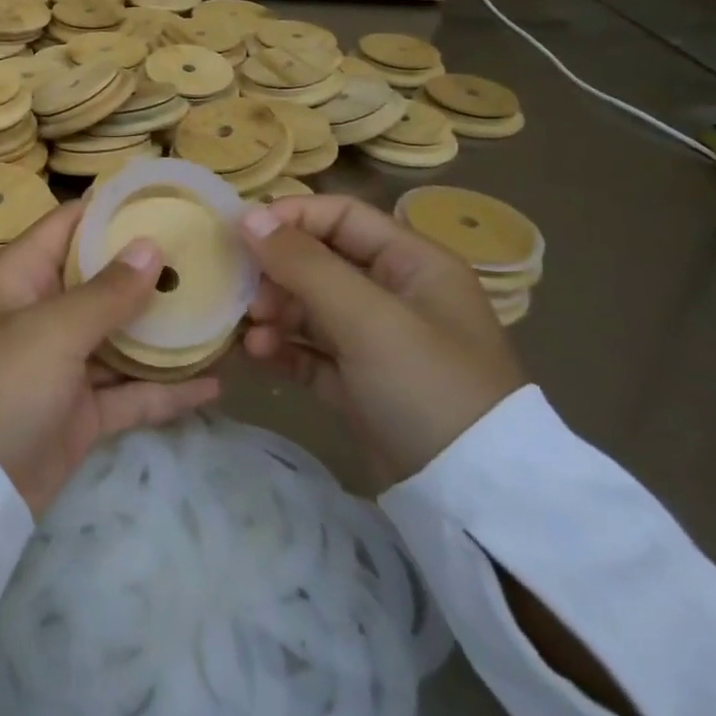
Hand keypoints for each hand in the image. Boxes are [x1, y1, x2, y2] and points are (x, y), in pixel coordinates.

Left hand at [0, 201, 220, 515]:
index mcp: (21, 277)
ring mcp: (62, 365)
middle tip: (212, 257)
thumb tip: (151, 246)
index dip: (114, 210)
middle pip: (102, 280)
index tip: (169, 201)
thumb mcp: (51, 330)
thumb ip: (105, 292)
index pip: (70, 226)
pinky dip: (166, 390)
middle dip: (151, 271)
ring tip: (223, 313)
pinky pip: (129, 393)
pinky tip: (214, 383)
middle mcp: (41, 312)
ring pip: (121, 338)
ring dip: (166, 331)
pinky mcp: (79, 413)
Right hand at [236, 194, 525, 486]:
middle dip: (277, 275)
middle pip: (320, 262)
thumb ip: (304, 264)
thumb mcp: (366, 317)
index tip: (242, 235)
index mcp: (413, 263)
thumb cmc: (426, 385)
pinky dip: (283, 349)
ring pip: (310, 308)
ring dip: (276, 315)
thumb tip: (247, 218)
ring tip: (254, 334)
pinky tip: (258, 355)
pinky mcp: (360, 383)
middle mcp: (395, 294)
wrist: (473, 498)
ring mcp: (377, 341)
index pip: (342, 216)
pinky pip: (311, 351)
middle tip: (248, 298)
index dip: (291, 218)